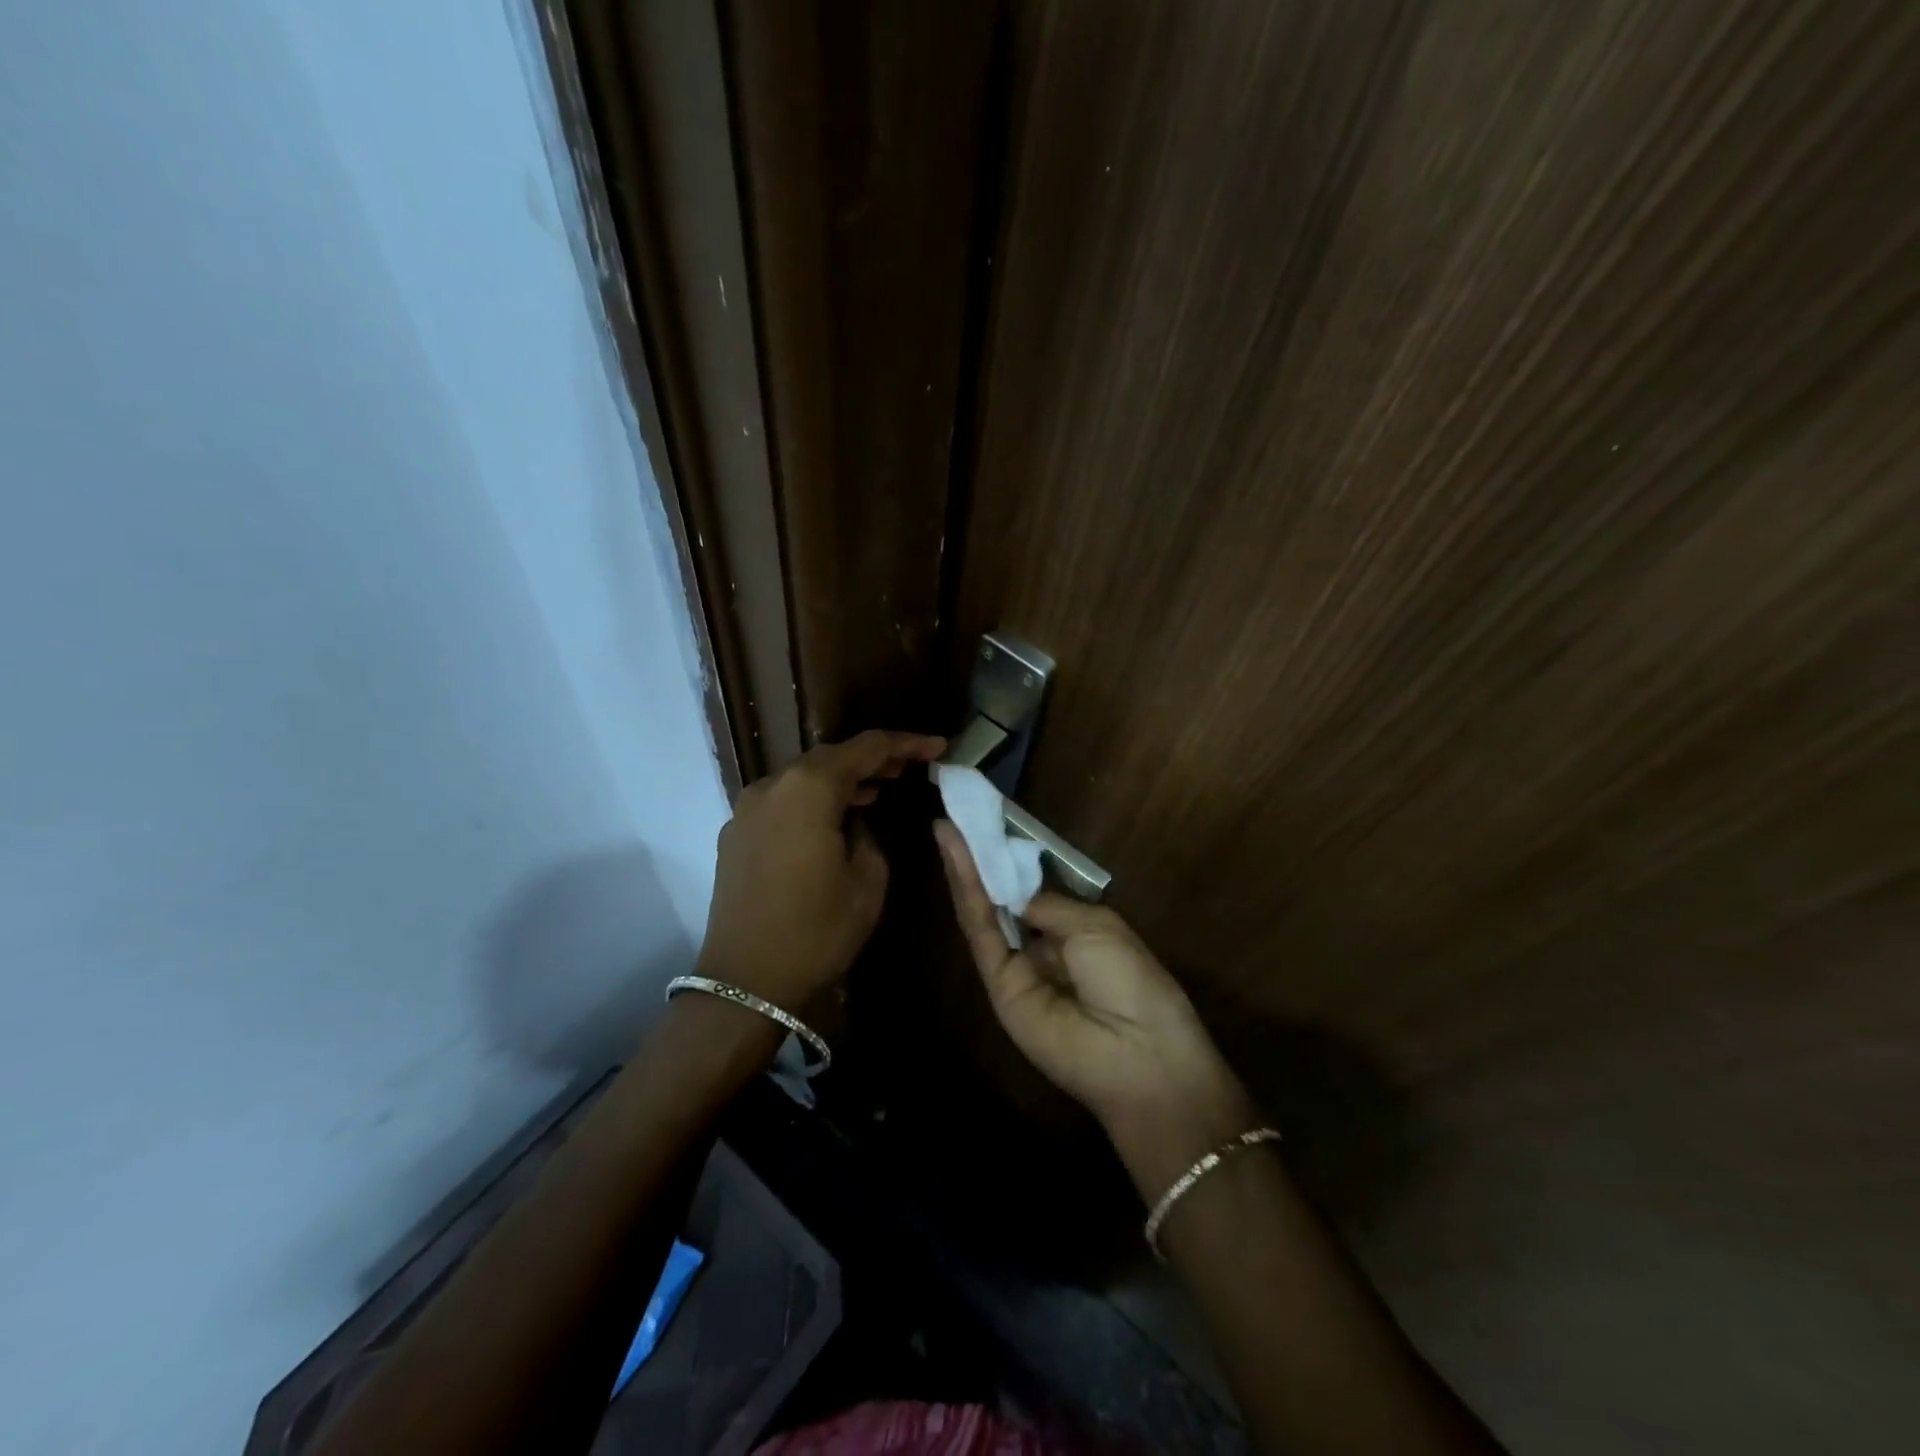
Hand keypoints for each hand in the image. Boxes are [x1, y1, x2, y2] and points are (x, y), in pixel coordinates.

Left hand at [697, 730, 944, 1011]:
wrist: (746, 983)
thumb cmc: (816, 932)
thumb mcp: (867, 882)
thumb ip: (869, 835)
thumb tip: (858, 819)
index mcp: (808, 789)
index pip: (865, 748)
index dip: (905, 744)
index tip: (937, 747)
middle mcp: (772, 786)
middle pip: (829, 757)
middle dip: (871, 759)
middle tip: (909, 768)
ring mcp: (747, 809)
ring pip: (802, 778)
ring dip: (841, 780)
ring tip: (878, 790)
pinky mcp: (735, 834)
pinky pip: (782, 801)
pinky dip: (812, 800)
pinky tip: (834, 818)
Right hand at [934, 819, 1251, 1177]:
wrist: (1140, 1055)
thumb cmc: (1133, 981)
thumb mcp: (1095, 927)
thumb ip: (1048, 905)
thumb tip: (1017, 893)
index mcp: (1073, 930)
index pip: (1031, 890)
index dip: (1009, 858)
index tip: (988, 822)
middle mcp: (1041, 946)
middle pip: (1001, 897)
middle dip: (980, 858)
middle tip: (956, 817)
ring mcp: (1016, 967)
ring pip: (984, 910)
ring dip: (965, 868)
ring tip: (947, 827)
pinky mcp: (998, 984)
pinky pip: (981, 932)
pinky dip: (967, 892)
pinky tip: (956, 856)